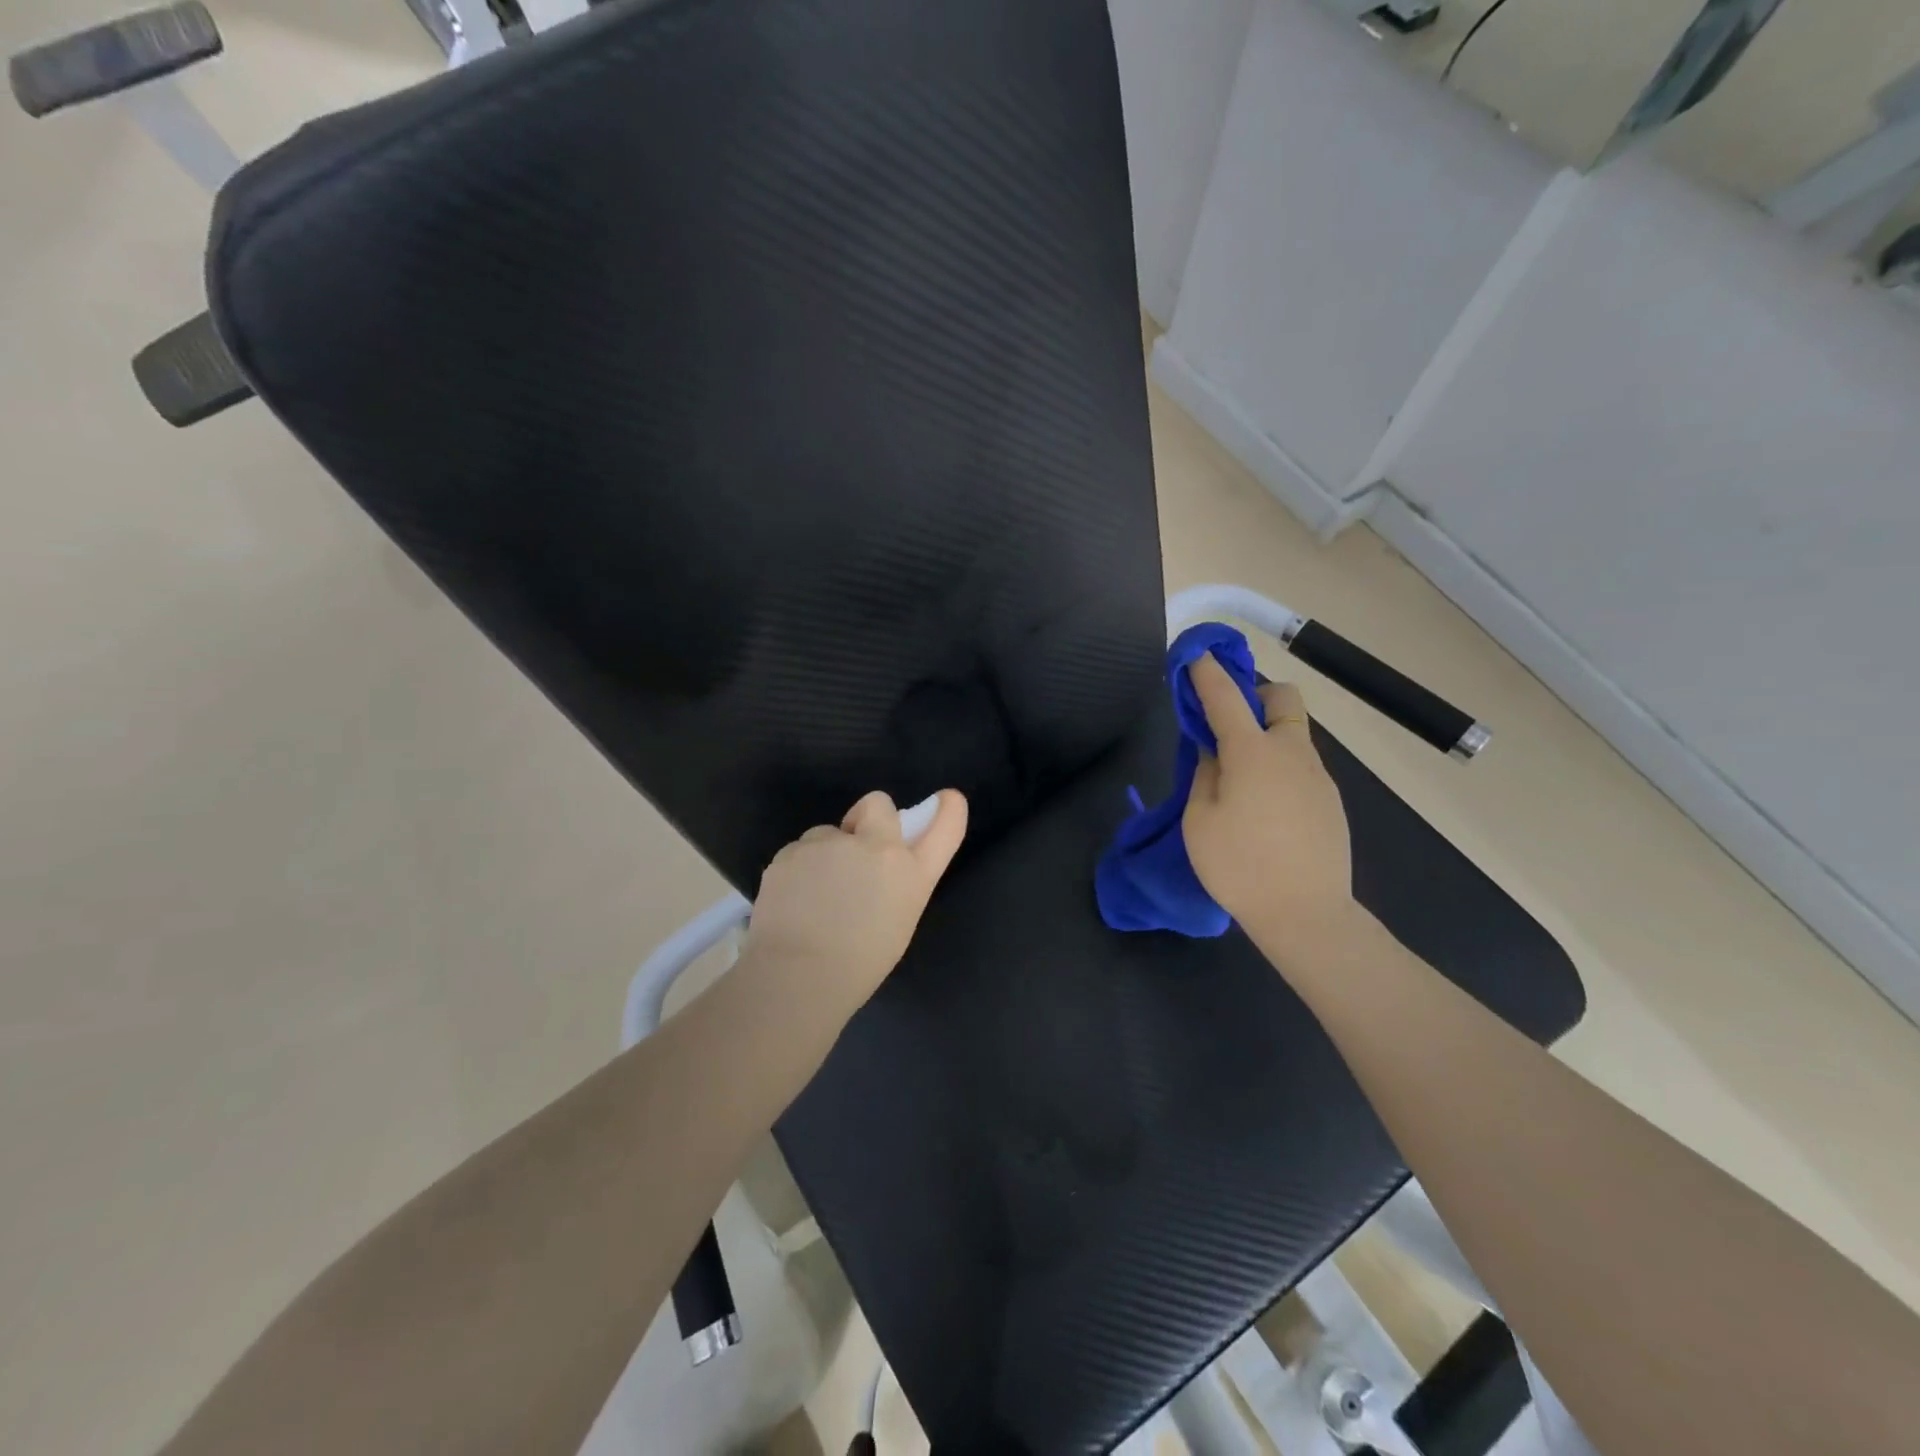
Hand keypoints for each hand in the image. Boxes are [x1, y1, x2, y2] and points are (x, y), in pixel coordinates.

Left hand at [743, 789, 968, 1021]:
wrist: (798, 975)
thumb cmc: (858, 964)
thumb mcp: (897, 921)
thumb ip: (895, 882)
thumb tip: (880, 867)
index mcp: (910, 871)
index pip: (943, 827)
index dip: (947, 810)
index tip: (947, 800)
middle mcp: (875, 846)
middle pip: (877, 803)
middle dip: (867, 818)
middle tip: (854, 855)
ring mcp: (830, 843)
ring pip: (828, 833)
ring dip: (826, 853)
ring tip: (814, 896)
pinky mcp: (791, 850)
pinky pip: (798, 852)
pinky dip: (796, 870)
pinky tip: (791, 902)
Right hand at [1183, 654, 1354, 948]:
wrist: (1307, 915)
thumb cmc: (1240, 867)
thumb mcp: (1201, 821)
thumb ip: (1205, 774)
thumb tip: (1214, 751)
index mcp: (1252, 752)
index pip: (1225, 696)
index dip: (1207, 672)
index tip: (1195, 655)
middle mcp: (1291, 752)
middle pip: (1282, 698)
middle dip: (1256, 696)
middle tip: (1229, 725)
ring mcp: (1317, 776)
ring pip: (1293, 734)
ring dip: (1266, 736)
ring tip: (1240, 780)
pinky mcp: (1330, 800)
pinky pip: (1301, 766)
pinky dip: (1280, 767)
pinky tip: (1265, 808)